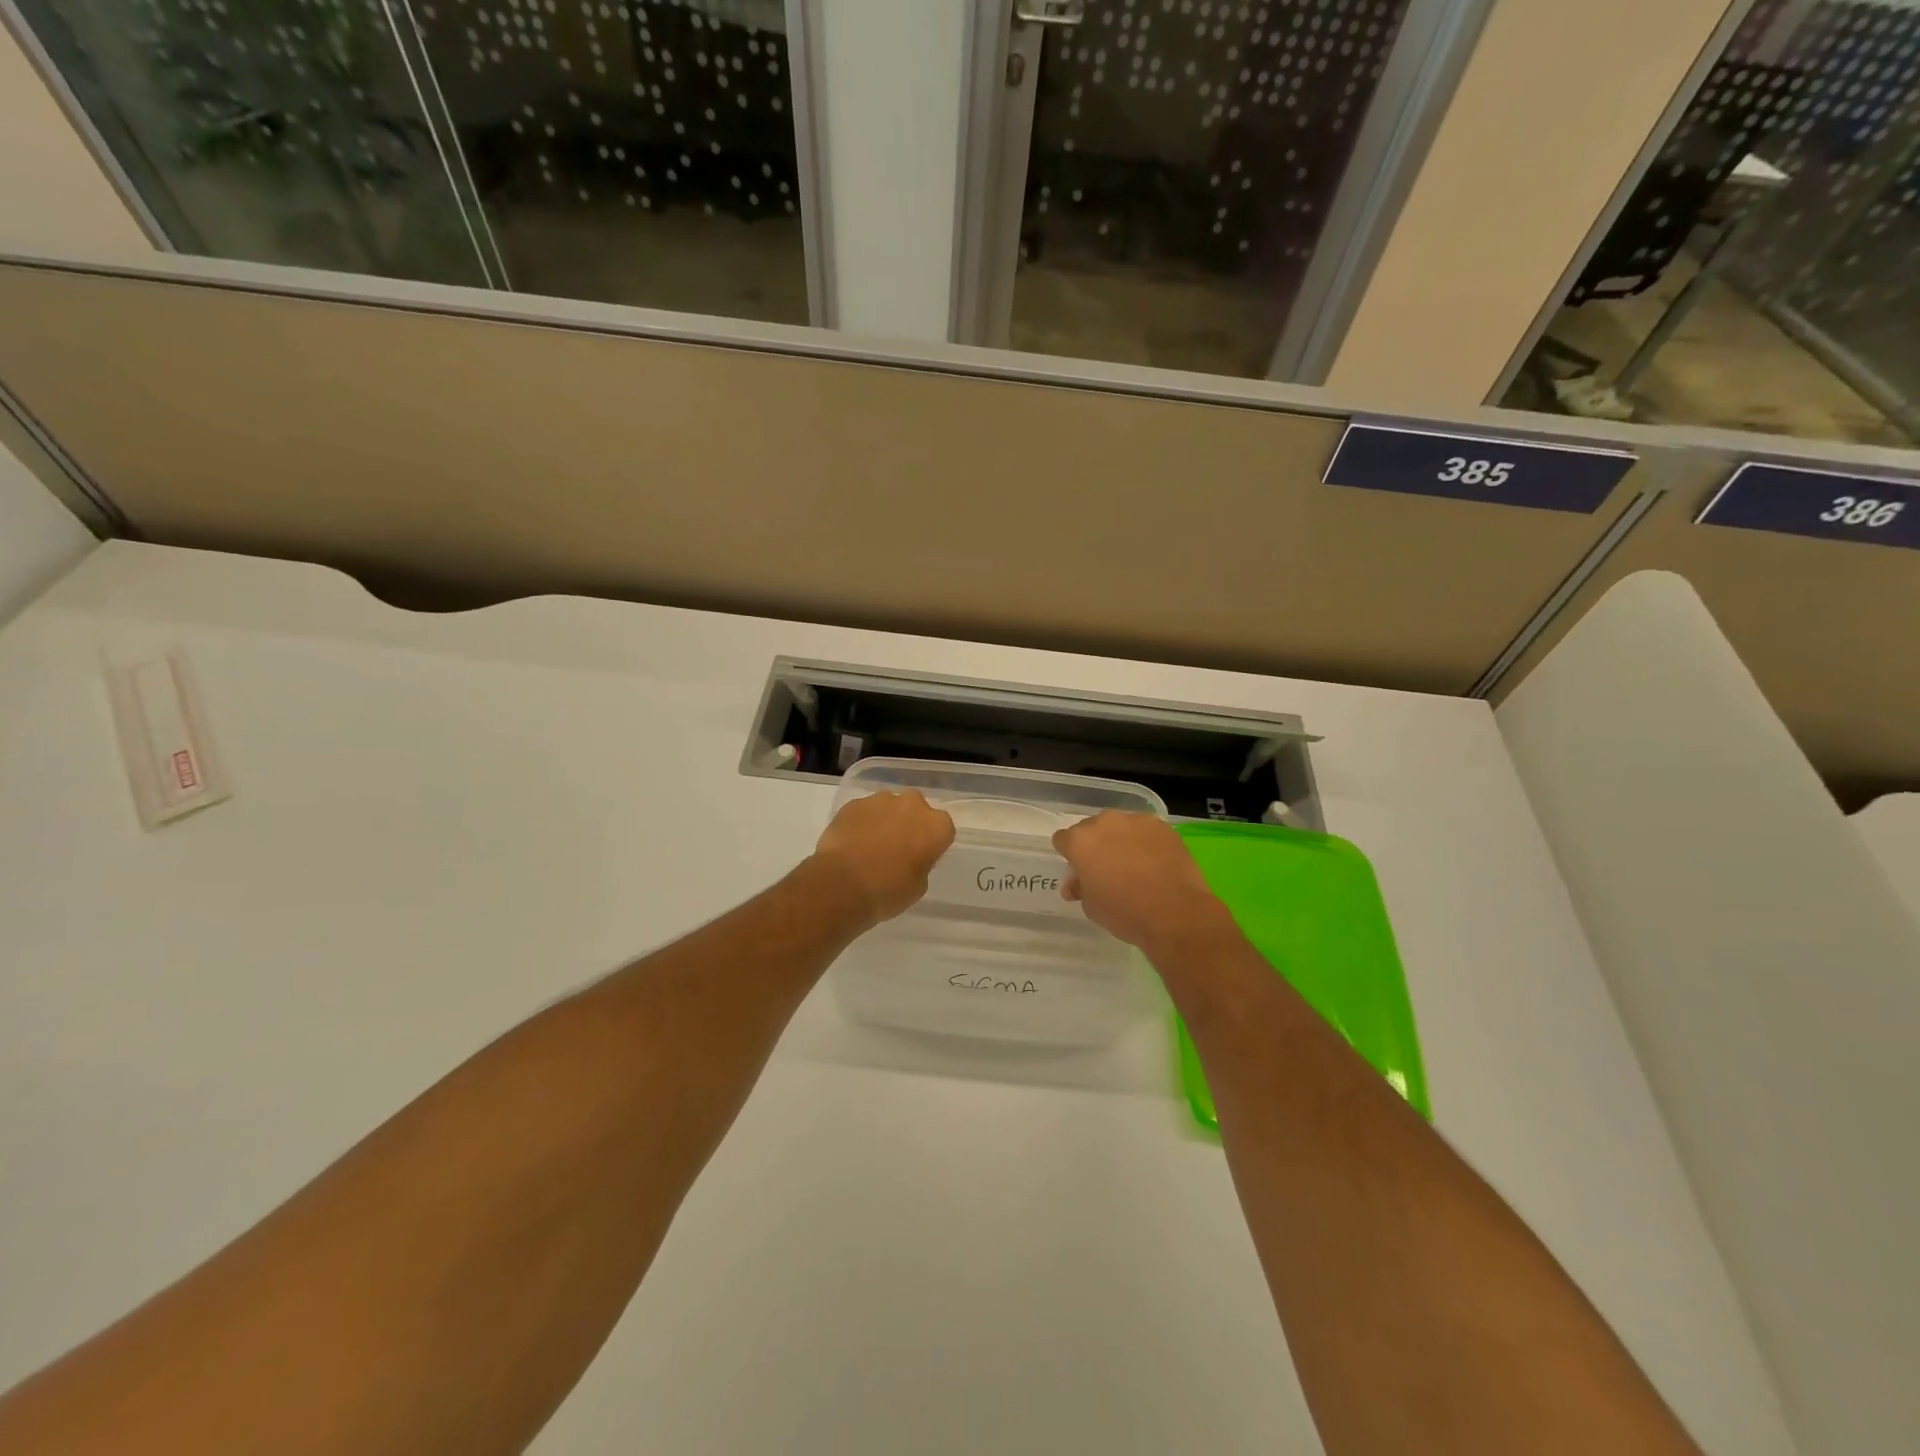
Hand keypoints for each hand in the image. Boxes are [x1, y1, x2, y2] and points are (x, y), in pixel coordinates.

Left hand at [812, 790, 955, 923]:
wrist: (842, 884)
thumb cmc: (888, 890)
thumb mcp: (918, 886)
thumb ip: (921, 863)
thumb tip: (911, 857)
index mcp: (936, 825)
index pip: (942, 829)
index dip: (931, 843)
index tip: (921, 857)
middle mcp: (913, 804)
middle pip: (916, 809)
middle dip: (909, 823)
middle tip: (897, 848)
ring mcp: (881, 800)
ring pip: (889, 806)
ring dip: (884, 820)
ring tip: (870, 846)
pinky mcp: (854, 803)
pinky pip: (864, 811)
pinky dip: (861, 822)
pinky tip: (852, 843)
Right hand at [1053, 812, 1232, 954]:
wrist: (1175, 912)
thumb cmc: (1125, 912)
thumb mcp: (1091, 907)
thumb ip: (1080, 887)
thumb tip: (1076, 884)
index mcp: (1080, 841)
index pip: (1063, 840)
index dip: (1070, 855)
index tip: (1080, 871)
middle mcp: (1104, 823)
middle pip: (1092, 829)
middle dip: (1095, 845)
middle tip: (1107, 869)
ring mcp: (1135, 821)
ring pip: (1120, 826)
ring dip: (1120, 840)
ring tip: (1134, 864)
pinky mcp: (1161, 826)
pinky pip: (1145, 830)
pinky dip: (1145, 841)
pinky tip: (1155, 862)